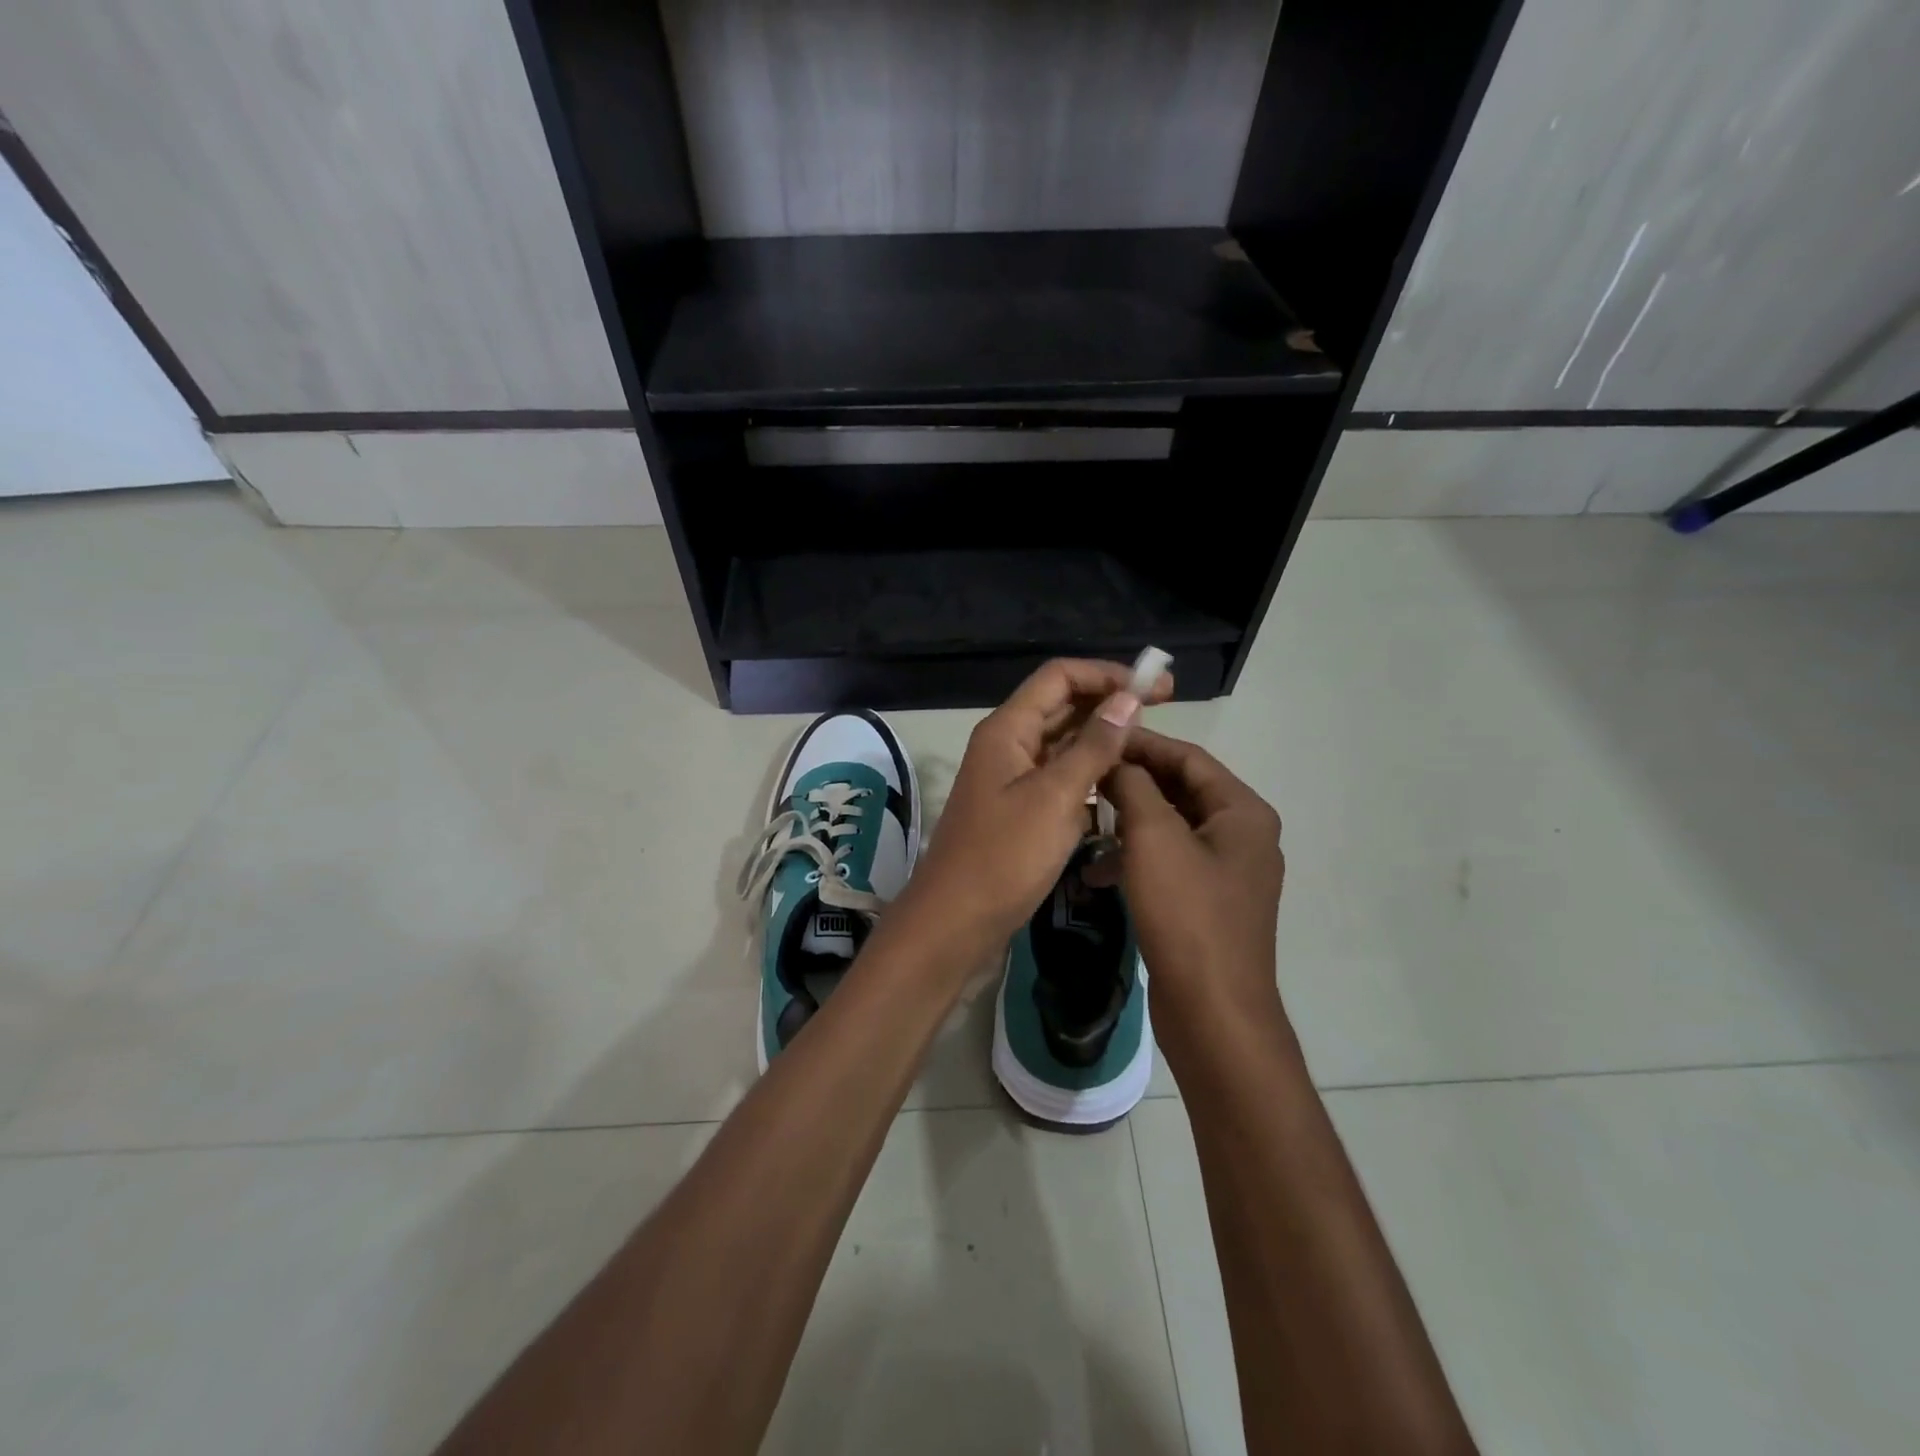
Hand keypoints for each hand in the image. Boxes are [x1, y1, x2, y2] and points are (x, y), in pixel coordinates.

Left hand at [898, 659, 1172, 956]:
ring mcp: (1012, 779)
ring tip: (1148, 748)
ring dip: (1102, 740)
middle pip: (1062, 706)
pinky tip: (1120, 787)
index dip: (1108, 675)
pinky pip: (1059, 778)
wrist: (956, 922)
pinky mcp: (1020, 810)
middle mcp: (1008, 745)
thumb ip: (1093, 747)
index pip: (1060, 677)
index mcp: (1007, 730)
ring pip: (1063, 744)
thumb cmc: (1003, 857)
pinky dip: (1089, 776)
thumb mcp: (1055, 798)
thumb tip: (1128, 699)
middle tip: (1163, 712)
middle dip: (1109, 703)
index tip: (1157, 689)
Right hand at [1101, 729, 1285, 1041]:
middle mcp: (1241, 835)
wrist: (1213, 1012)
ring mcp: (1226, 872)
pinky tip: (1097, 871)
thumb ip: (1134, 787)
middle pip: (1181, 790)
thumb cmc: (1187, 915)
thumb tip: (1117, 760)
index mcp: (1242, 812)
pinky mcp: (1207, 903)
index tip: (1096, 737)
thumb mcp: (1153, 838)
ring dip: (1129, 821)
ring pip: (1170, 828)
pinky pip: (1169, 863)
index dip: (1142, 744)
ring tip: (1084, 819)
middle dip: (1132, 782)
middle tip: (1085, 774)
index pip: (1188, 757)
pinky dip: (1136, 859)